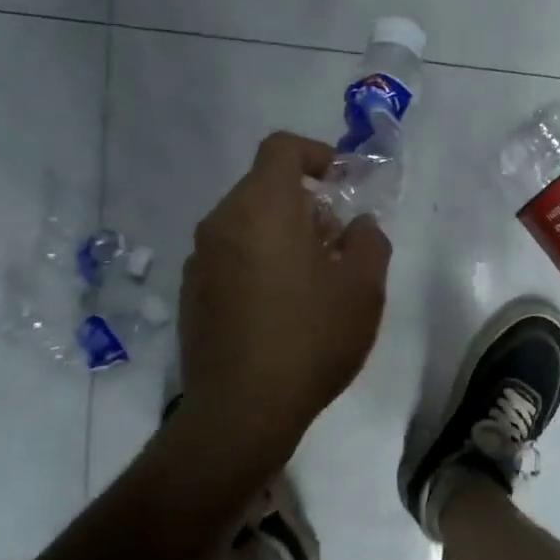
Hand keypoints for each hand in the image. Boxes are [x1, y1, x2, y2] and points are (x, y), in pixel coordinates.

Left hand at [177, 132, 391, 456]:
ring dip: (281, 236)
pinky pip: (229, 258)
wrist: (240, 411)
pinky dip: (257, 263)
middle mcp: (221, 223)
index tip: (344, 182)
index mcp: (262, 208)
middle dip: (305, 204)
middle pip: (264, 188)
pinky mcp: (190, 295)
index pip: (282, 148)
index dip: (317, 154)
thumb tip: (357, 226)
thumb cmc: (309, 339)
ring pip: (246, 225)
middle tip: (338, 244)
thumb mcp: (363, 289)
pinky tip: (279, 310)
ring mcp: (199, 260)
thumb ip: (369, 241)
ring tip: (312, 282)